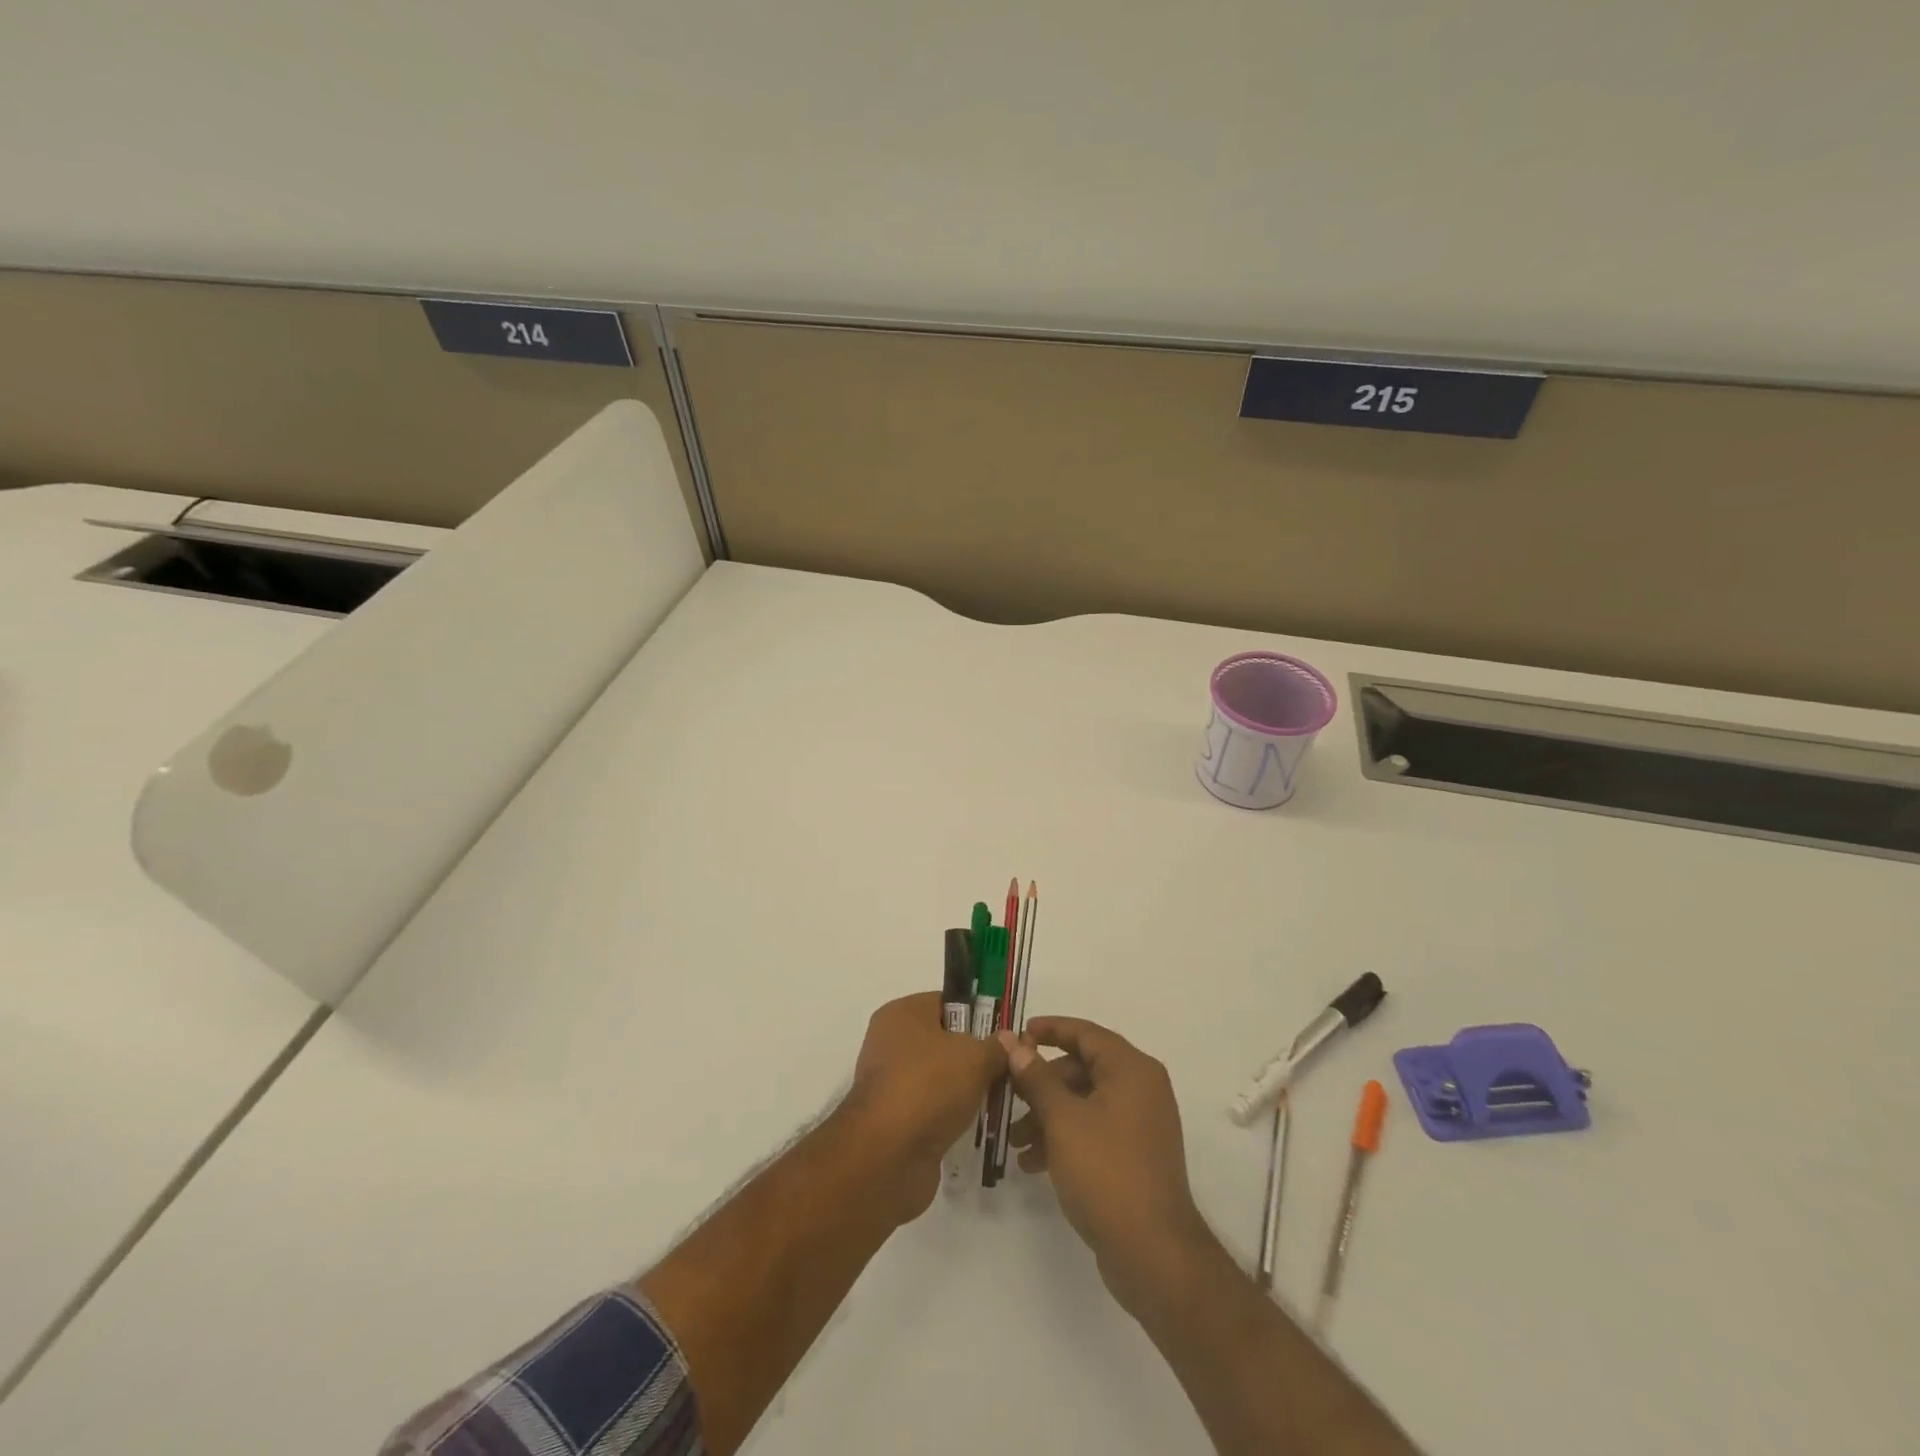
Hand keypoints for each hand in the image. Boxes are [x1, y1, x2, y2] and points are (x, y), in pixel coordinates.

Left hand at [840, 992, 1004, 1220]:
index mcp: (903, 1013)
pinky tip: (978, 1126)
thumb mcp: (975, 1057)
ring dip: (966, 1090)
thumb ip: (996, 1046)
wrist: (887, 1156)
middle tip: (1008, 1069)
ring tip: (999, 1100)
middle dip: (976, 1056)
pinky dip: (952, 1117)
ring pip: (940, 1078)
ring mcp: (891, 1083)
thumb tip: (1008, 1040)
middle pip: (944, 1041)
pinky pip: (933, 1109)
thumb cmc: (929, 1087)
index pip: (947, 1002)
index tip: (1005, 1036)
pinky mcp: (895, 1121)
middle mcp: (891, 1043)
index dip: (978, 1015)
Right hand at [1001, 1017, 1211, 1314]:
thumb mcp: (1062, 1120)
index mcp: (1131, 1069)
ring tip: (1016, 1142)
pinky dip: (1065, 1138)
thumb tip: (1012, 1042)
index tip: (1017, 1034)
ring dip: (1048, 1115)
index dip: (1050, 1029)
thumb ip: (1035, 1077)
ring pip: (1085, 1103)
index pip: (1085, 1033)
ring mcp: (1141, 1124)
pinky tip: (1034, 1163)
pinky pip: (1094, 1130)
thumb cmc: (1106, 1172)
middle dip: (1042, 1083)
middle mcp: (1141, 1088)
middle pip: (1083, 1068)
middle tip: (1008, 1095)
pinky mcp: (1135, 1156)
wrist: (1154, 1254)